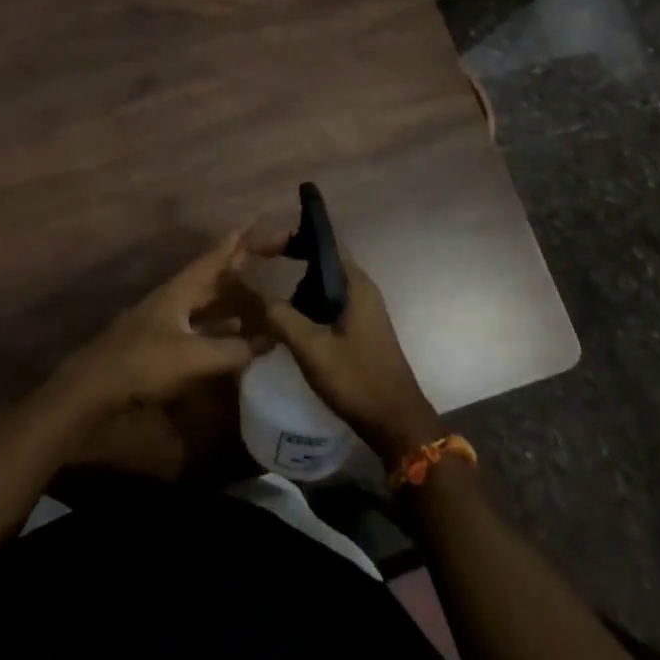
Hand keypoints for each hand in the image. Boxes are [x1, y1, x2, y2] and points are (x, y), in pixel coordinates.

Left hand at [54, 229, 257, 417]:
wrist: (95, 388)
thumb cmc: (143, 362)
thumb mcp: (193, 356)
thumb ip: (232, 349)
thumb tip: (267, 342)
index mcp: (178, 291)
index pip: (212, 260)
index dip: (233, 244)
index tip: (253, 224)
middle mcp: (172, 301)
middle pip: (209, 281)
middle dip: (235, 273)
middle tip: (262, 263)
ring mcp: (164, 324)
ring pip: (204, 307)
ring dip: (229, 304)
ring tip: (258, 303)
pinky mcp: (160, 348)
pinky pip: (199, 330)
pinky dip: (219, 330)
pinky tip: (233, 339)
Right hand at [251, 233, 439, 461]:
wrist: (397, 423)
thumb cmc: (358, 381)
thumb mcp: (313, 350)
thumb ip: (285, 319)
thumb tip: (263, 300)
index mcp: (356, 285)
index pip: (325, 242)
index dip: (294, 235)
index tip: (266, 243)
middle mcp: (362, 290)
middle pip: (324, 259)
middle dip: (294, 253)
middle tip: (262, 257)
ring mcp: (363, 310)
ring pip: (326, 282)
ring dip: (300, 278)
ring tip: (269, 281)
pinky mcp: (360, 329)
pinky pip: (330, 302)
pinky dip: (308, 299)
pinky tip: (289, 315)